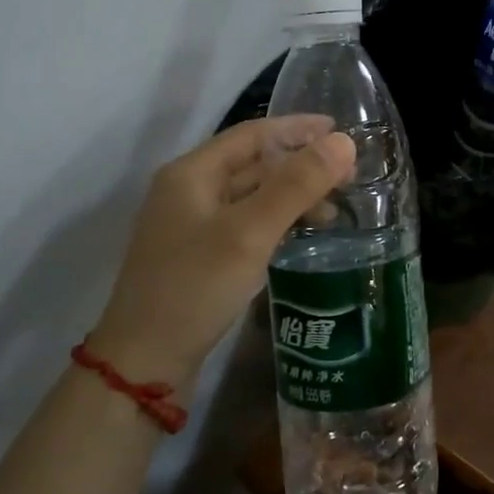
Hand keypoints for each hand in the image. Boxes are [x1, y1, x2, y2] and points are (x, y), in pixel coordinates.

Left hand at [87, 117, 355, 384]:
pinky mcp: (200, 256)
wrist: (145, 364)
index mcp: (192, 173)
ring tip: (333, 210)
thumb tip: (344, 142)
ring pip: (252, 196)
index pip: (252, 134)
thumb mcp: (250, 232)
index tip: (340, 131)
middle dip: (300, 165)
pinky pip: (247, 224)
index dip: (297, 128)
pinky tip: (302, 235)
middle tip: (348, 175)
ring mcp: (192, 226)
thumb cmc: (195, 287)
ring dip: (292, 196)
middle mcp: (189, 191)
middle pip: (252, 164)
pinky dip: (277, 222)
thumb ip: (297, 185)